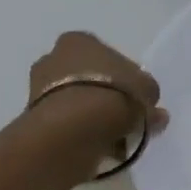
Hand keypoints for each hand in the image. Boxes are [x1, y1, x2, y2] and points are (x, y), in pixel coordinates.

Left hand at [25, 31, 167, 177]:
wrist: (71, 129)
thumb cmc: (112, 96)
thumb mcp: (145, 91)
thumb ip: (150, 98)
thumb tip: (155, 113)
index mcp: (79, 41)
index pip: (109, 58)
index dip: (127, 81)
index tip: (138, 103)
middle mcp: (53, 58)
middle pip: (90, 80)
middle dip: (108, 101)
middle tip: (127, 123)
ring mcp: (39, 89)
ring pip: (77, 105)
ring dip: (94, 121)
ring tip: (115, 142)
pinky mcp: (35, 119)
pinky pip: (67, 126)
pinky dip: (81, 135)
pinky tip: (98, 148)